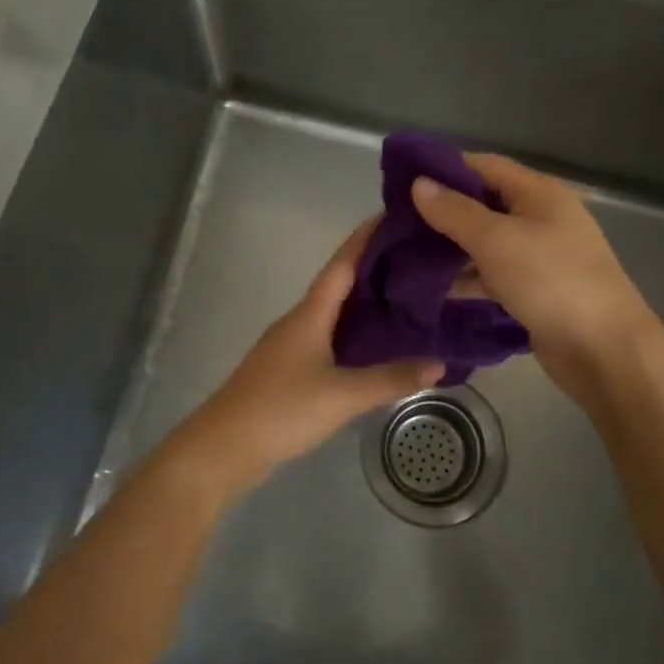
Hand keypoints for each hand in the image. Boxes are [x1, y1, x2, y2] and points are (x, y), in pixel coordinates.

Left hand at [162, 222, 443, 501]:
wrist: (224, 448)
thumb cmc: (281, 409)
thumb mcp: (342, 396)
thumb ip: (390, 379)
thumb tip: (440, 363)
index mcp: (310, 313)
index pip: (343, 263)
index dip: (366, 237)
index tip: (395, 214)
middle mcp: (300, 320)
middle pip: (340, 283)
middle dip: (375, 268)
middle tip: (418, 259)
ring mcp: (292, 344)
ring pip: (335, 312)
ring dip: (367, 301)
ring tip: (409, 297)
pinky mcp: (290, 369)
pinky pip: (330, 337)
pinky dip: (355, 332)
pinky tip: (377, 345)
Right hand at [412, 153, 657, 398]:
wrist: (604, 351)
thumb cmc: (551, 282)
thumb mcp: (497, 241)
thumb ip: (455, 212)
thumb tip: (419, 183)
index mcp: (539, 193)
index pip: (485, 166)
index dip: (445, 168)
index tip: (402, 181)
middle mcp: (540, 218)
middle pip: (484, 204)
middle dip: (442, 212)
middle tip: (396, 223)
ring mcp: (539, 257)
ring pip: (485, 243)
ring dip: (450, 248)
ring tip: (403, 255)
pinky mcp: (534, 291)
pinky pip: (492, 275)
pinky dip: (466, 278)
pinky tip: (431, 288)